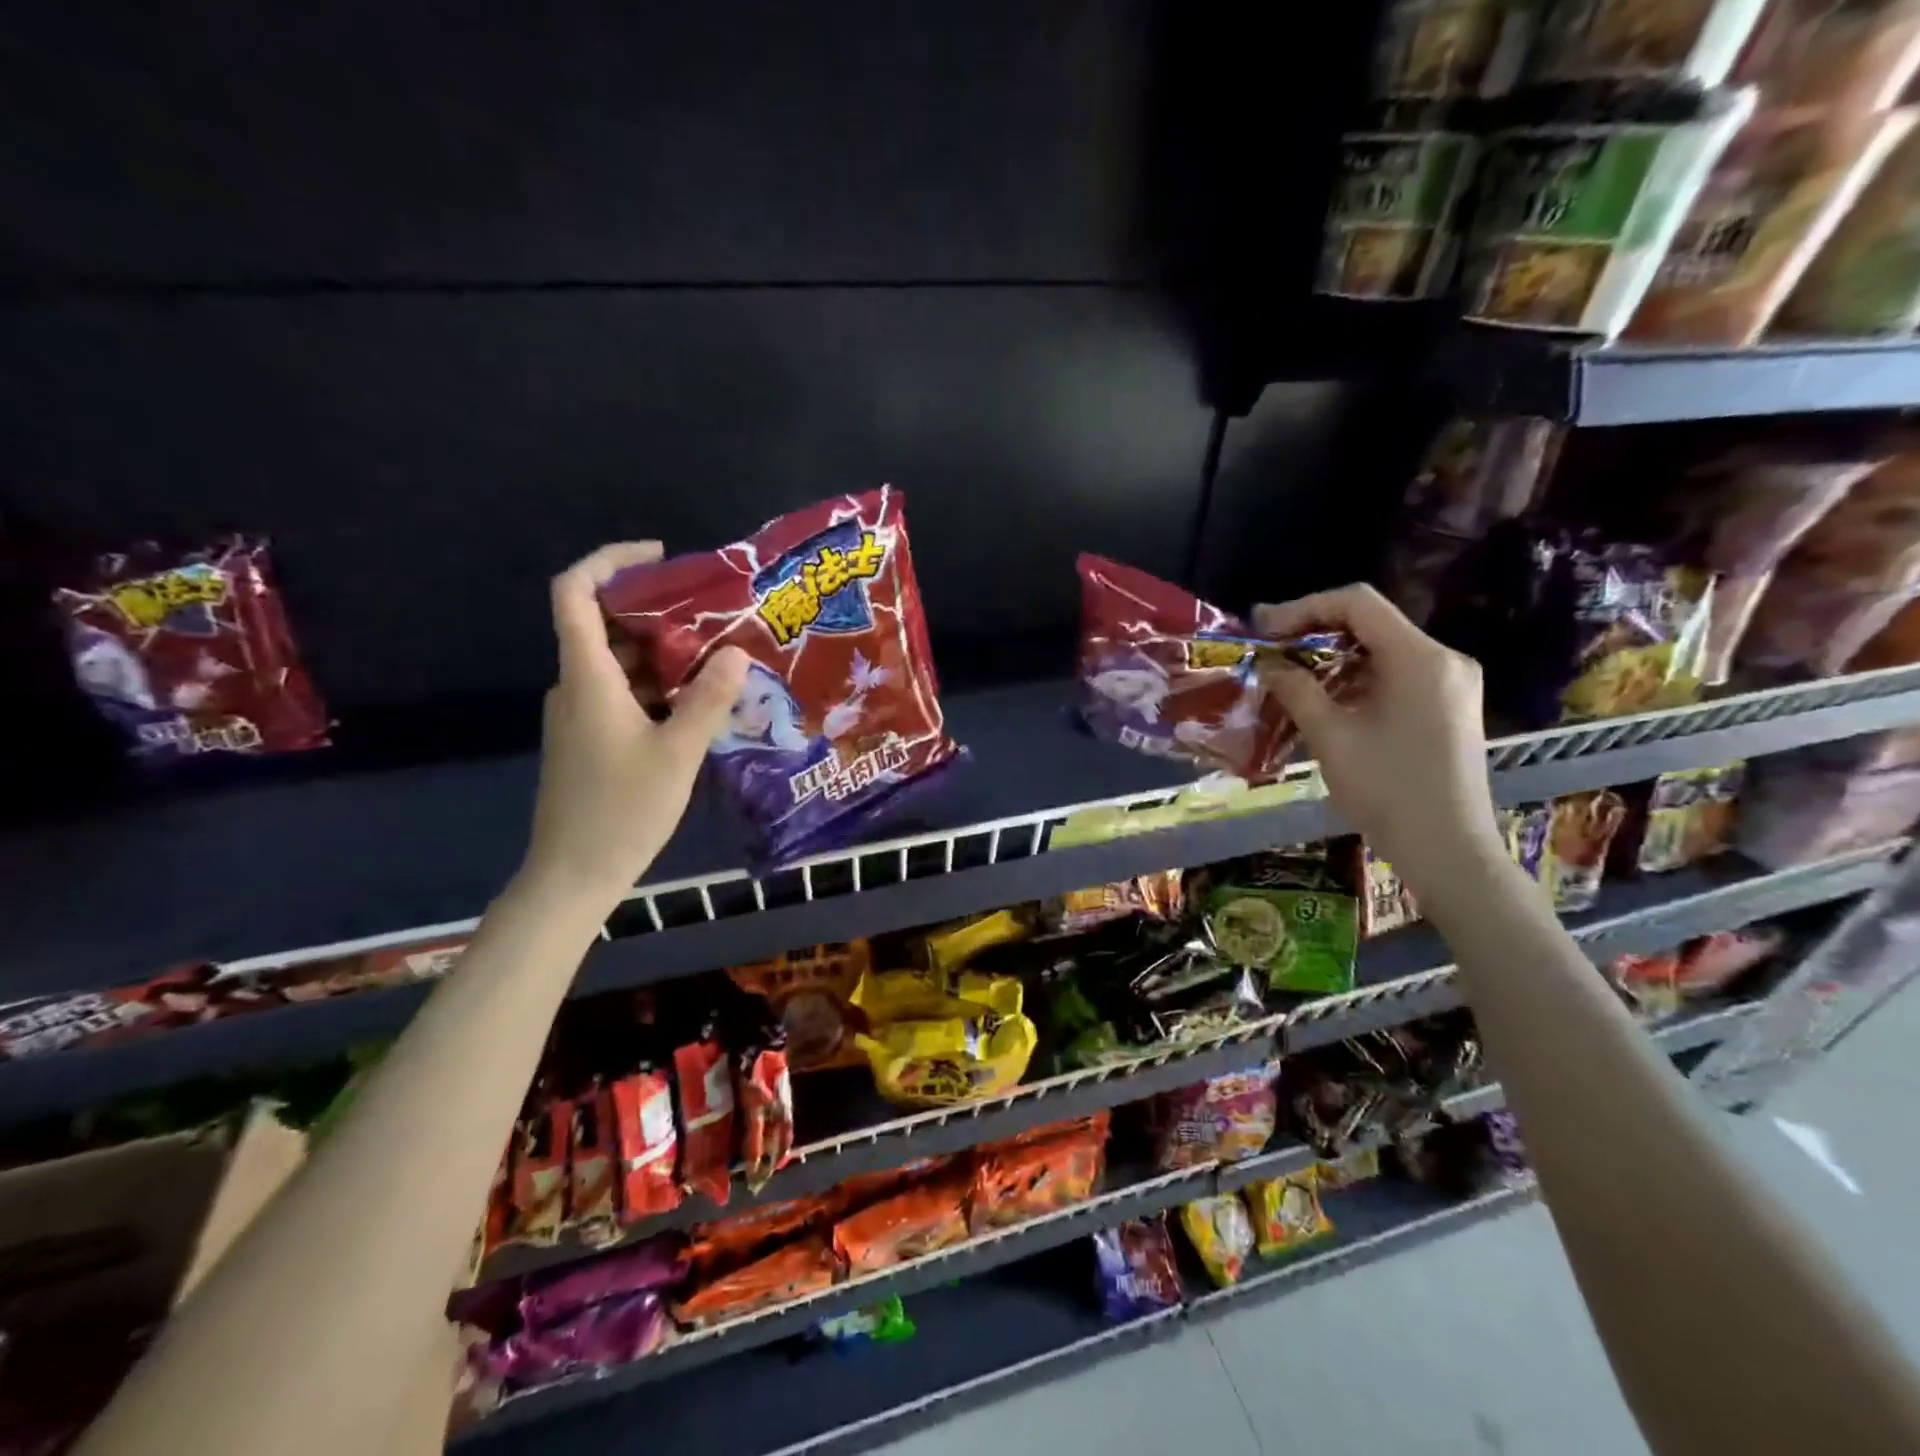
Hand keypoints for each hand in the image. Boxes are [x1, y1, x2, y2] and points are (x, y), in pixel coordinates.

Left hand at [521, 542, 748, 908]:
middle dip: (658, 610)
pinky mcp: (590, 738)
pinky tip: (699, 702)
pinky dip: (658, 685)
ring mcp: (580, 714)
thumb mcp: (678, 753)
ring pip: (620, 662)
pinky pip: (623, 692)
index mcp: (587, 678)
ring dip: (665, 652)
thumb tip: (736, 652)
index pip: (575, 593)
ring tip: (719, 655)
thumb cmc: (623, 811)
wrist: (574, 874)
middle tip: (714, 613)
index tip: (661, 557)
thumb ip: (709, 700)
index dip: (610, 561)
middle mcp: (576, 686)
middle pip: (605, 624)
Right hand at [1253, 584, 1504, 888]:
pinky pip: (1396, 673)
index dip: (1303, 607)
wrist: (1448, 850)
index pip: (1357, 603)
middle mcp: (1443, 659)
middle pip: (1371, 622)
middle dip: (1314, 631)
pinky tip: (1324, 697)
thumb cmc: (1387, 791)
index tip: (1263, 628)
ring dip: (1332, 656)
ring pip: (1381, 648)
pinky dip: (1356, 677)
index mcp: (1420, 658)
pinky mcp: (1448, 706)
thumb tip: (1269, 663)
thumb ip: (1297, 690)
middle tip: (1269, 648)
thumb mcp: (1331, 737)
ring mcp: (1451, 683)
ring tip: (1288, 674)